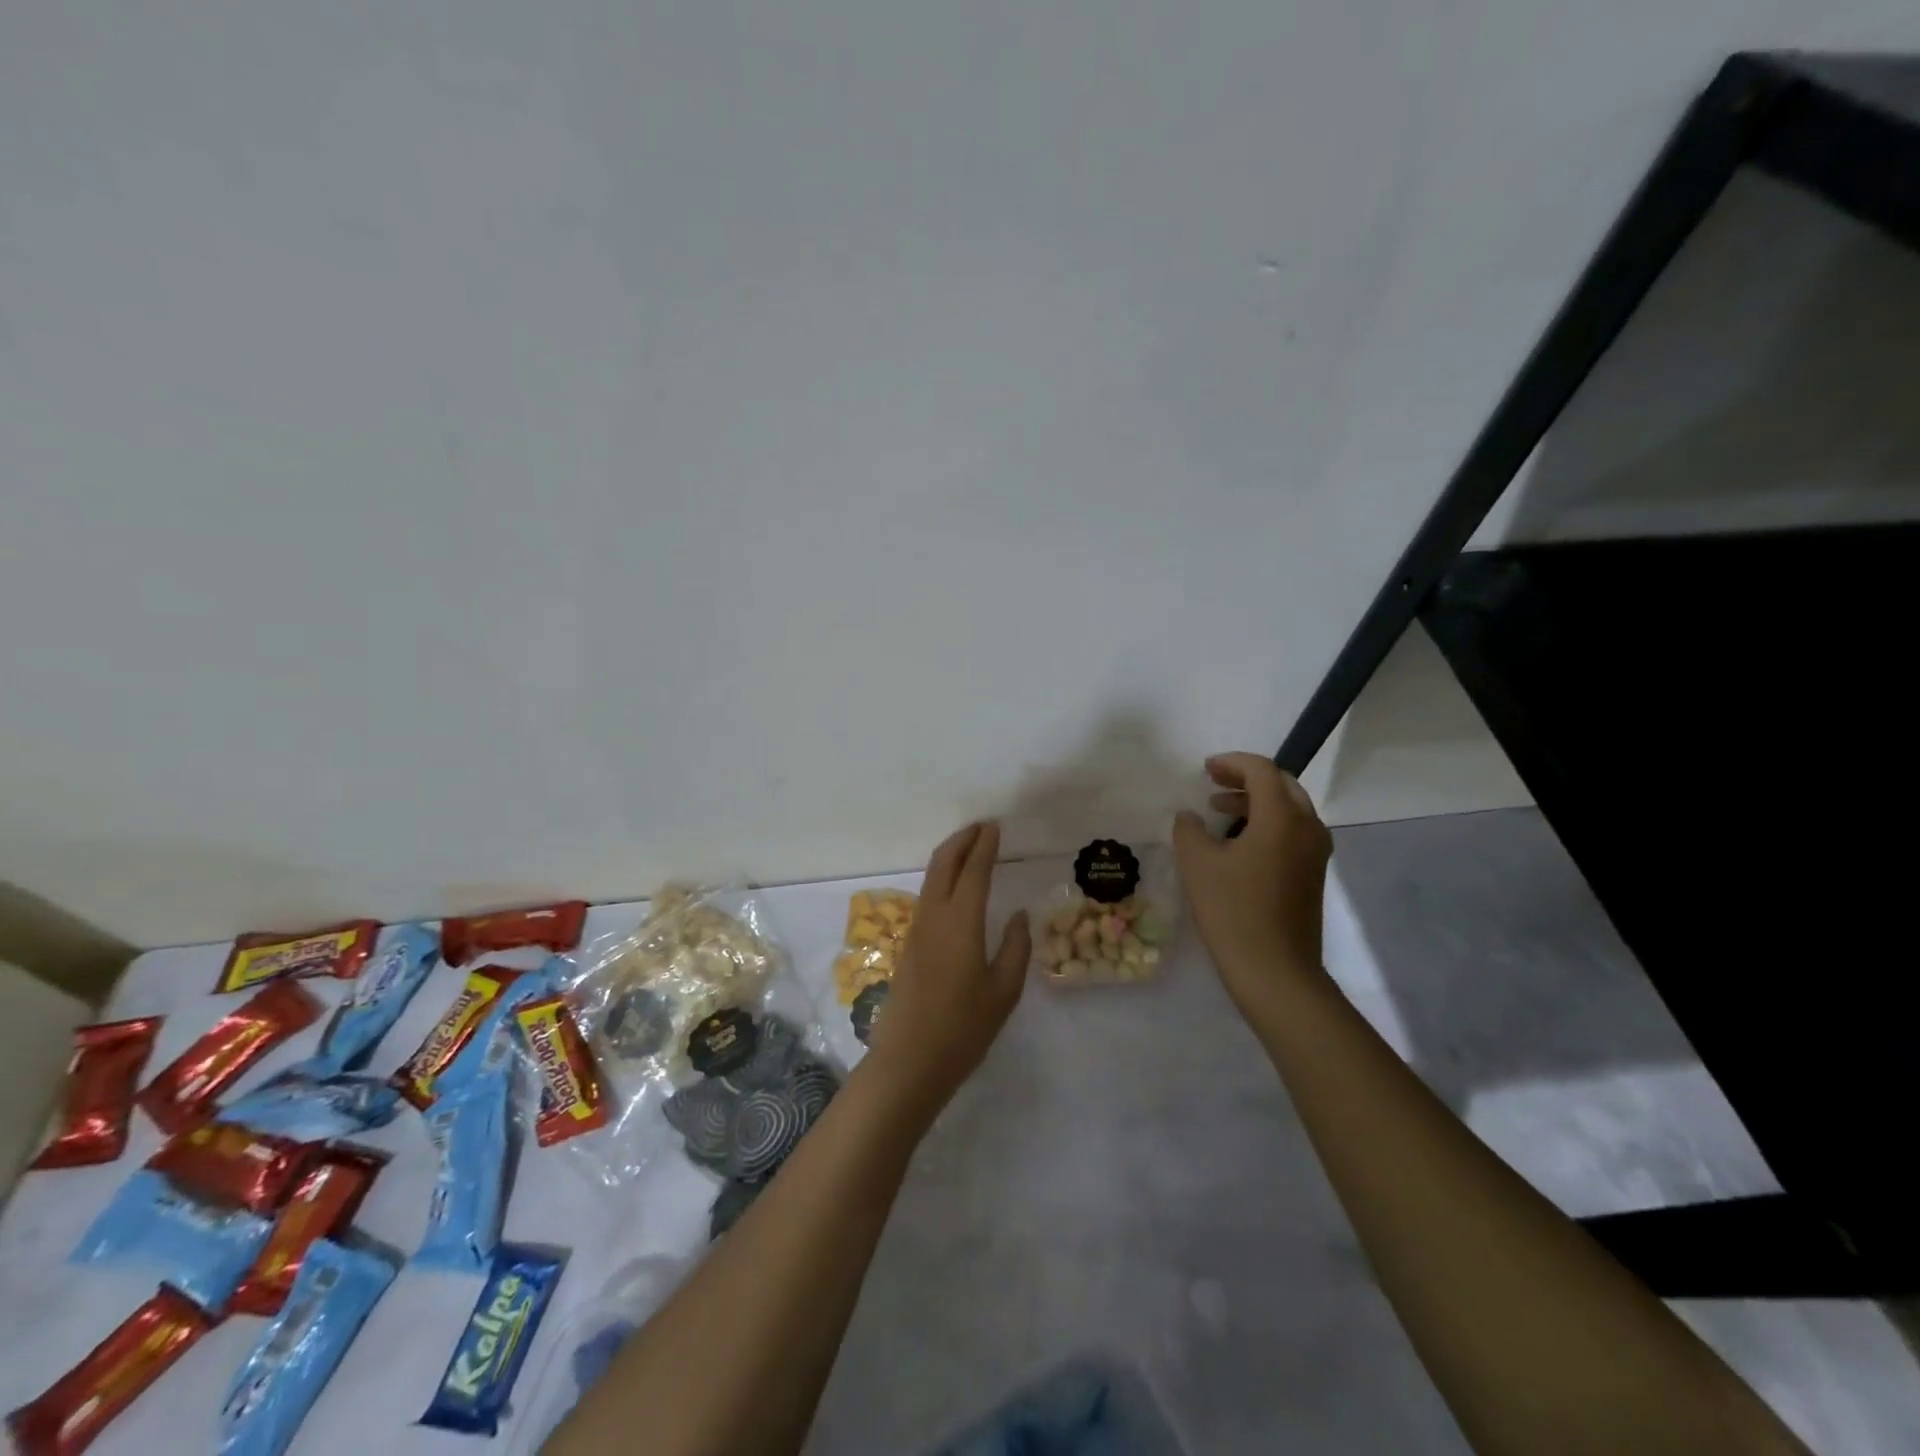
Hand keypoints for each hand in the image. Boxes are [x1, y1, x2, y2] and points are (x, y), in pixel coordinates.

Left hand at [865, 821, 1029, 1112]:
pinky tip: (955, 888)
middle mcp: (935, 916)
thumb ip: (1015, 947)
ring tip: (970, 849)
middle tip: (981, 827)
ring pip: (932, 878)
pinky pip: (927, 896)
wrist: (910, 1060)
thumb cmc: (964, 1027)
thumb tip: (1018, 915)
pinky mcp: (909, 944)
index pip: (974, 870)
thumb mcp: (1004, 990)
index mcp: (961, 922)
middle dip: (961, 840)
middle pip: (943, 863)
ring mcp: (917, 929)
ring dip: (950, 856)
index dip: (985, 846)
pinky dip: (942, 877)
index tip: (995, 827)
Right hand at [1173, 753, 1332, 1014]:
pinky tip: (1238, 844)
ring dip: (1256, 802)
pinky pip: (1292, 833)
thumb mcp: (1197, 863)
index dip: (1232, 763)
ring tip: (1220, 810)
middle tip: (1214, 783)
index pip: (1261, 771)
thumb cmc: (1233, 910)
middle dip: (1247, 779)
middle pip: (1282, 785)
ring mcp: (1315, 853)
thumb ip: (1189, 829)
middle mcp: (1307, 828)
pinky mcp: (1312, 875)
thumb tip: (1191, 816)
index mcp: (1282, 817)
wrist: (1275, 971)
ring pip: (1289, 810)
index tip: (1205, 769)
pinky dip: (1267, 824)